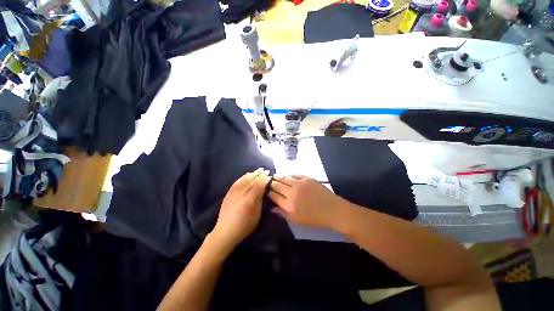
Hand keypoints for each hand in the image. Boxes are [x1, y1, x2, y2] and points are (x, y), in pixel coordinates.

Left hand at [211, 168, 271, 249]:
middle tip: (266, 170)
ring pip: (244, 180)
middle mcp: (240, 194)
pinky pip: (237, 182)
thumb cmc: (244, 226)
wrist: (225, 232)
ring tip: (259, 170)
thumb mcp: (256, 215)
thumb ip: (259, 200)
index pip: (258, 186)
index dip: (264, 180)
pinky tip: (248, 174)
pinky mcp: (228, 193)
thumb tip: (263, 189)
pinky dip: (243, 177)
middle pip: (251, 181)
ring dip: (252, 174)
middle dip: (260, 175)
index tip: (269, 176)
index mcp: (248, 201)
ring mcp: (233, 193)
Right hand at [268, 175, 343, 227]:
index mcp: (288, 205)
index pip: (274, 196)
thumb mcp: (297, 220)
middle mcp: (292, 192)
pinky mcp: (307, 178)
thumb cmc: (314, 218)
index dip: (269, 193)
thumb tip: (272, 208)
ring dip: (278, 176)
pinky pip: (295, 174)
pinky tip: (287, 175)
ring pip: (285, 178)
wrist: (332, 210)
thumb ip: (283, 214)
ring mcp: (299, 183)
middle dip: (272, 184)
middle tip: (269, 182)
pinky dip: (289, 175)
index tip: (267, 191)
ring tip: (274, 175)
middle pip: (277, 185)